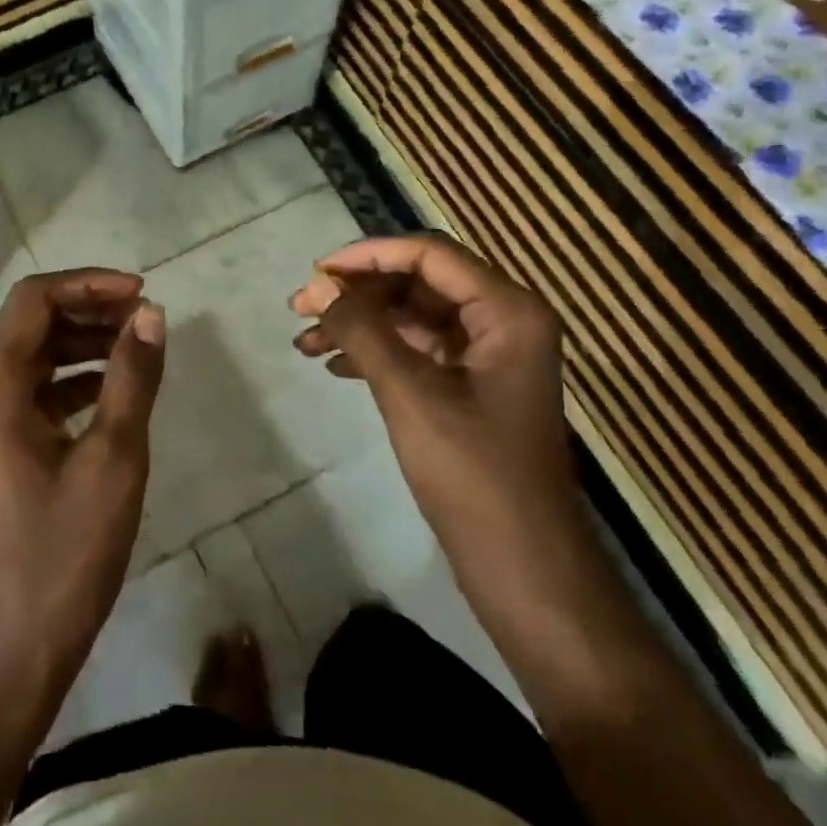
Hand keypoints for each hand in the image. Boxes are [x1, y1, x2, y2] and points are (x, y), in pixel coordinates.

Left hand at [0, 269, 165, 711]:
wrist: (14, 652)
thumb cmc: (64, 553)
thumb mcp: (113, 458)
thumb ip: (132, 377)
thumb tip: (151, 314)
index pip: (33, 300)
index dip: (88, 283)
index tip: (141, 293)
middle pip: (30, 324)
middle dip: (89, 310)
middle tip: (145, 317)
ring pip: (33, 357)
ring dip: (83, 343)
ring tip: (138, 347)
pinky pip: (33, 393)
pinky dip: (73, 380)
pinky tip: (115, 391)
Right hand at [290, 235, 579, 557]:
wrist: (525, 571)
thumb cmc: (474, 476)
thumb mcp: (410, 393)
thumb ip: (361, 330)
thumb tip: (316, 285)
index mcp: (507, 311)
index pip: (430, 254)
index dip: (368, 255)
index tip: (316, 272)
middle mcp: (503, 322)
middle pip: (418, 283)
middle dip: (358, 294)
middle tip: (301, 309)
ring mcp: (488, 356)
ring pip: (413, 317)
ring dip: (360, 325)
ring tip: (306, 343)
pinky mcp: (472, 387)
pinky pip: (417, 350)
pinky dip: (377, 353)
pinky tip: (335, 368)